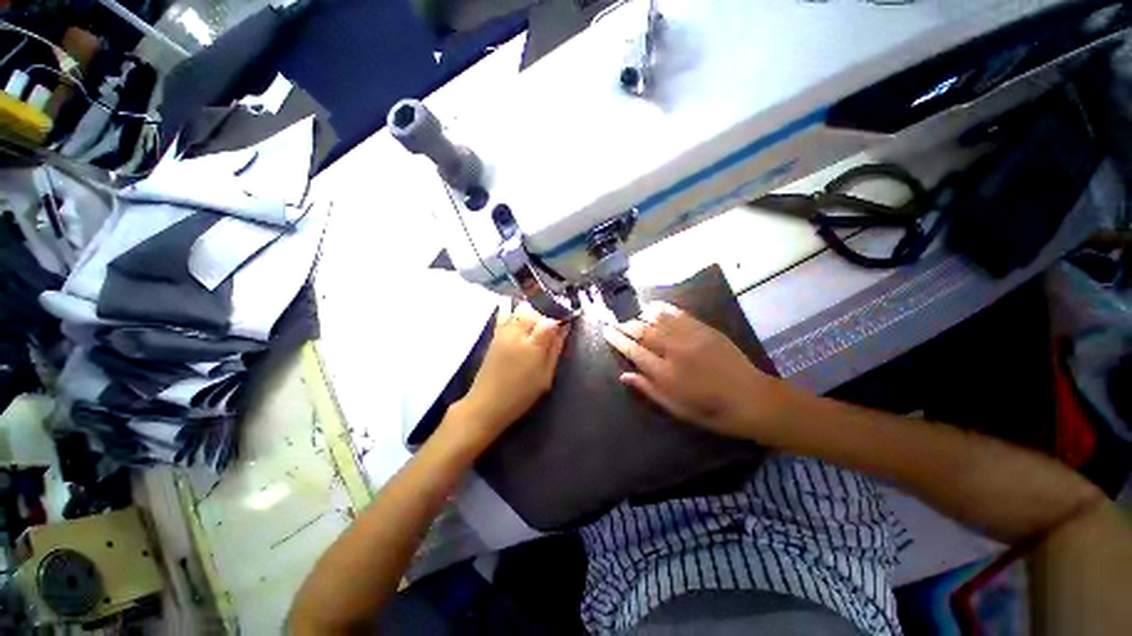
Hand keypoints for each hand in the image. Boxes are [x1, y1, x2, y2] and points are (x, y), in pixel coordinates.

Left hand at [452, 302, 570, 442]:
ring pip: (521, 310)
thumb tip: (563, 330)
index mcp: (532, 345)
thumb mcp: (545, 377)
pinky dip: (515, 311)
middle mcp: (517, 333)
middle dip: (546, 314)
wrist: (486, 403)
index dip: (560, 319)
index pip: (550, 321)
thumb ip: (555, 350)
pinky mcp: (494, 334)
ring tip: (538, 323)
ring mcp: (503, 332)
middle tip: (553, 325)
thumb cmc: (520, 394)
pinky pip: (506, 314)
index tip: (566, 323)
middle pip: (535, 311)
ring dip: (532, 312)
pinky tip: (521, 316)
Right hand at [601, 302, 788, 439]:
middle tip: (615, 322)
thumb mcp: (676, 409)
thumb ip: (648, 389)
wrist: (752, 399)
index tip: (606, 331)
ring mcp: (690, 337)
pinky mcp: (704, 329)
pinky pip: (678, 313)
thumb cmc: (710, 411)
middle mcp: (674, 351)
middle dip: (625, 325)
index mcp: (665, 374)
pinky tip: (653, 306)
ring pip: (657, 319)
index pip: (633, 351)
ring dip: (640, 316)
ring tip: (631, 317)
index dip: (617, 339)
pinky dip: (662, 308)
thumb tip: (624, 375)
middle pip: (642, 332)